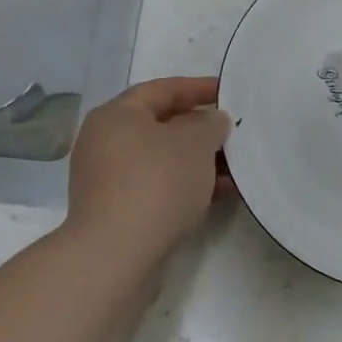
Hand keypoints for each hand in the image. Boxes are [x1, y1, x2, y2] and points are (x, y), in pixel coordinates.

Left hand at [65, 77, 232, 266]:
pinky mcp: (116, 208)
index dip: (198, 88)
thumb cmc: (156, 183)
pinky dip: (186, 184)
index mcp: (117, 115)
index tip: (229, 93)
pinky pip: (158, 185)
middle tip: (234, 132)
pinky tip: (219, 193)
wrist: (116, 253)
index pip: (162, 89)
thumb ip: (210, 124)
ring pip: (162, 159)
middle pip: (162, 125)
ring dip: (198, 161)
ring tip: (236, 167)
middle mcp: (105, 141)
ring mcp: (108, 177)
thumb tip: (212, 120)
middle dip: (201, 129)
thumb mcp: (195, 144)